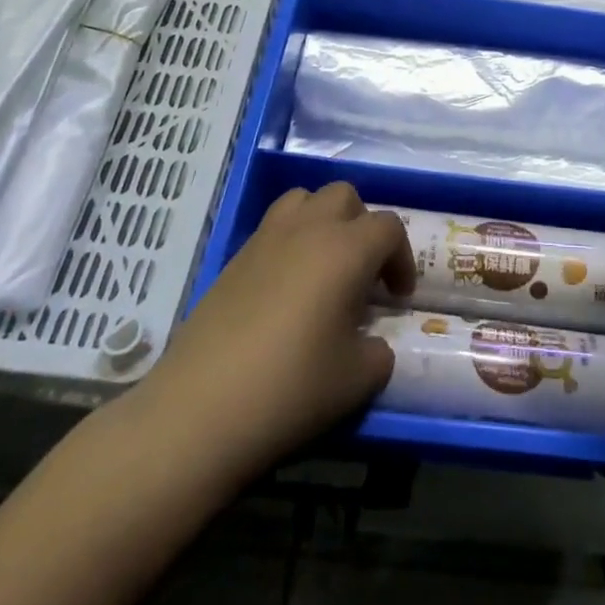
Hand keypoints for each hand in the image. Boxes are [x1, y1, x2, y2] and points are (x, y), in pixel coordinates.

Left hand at [109, 183, 413, 486]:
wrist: (201, 408)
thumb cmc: (290, 388)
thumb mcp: (357, 380)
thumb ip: (378, 352)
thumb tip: (372, 343)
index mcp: (346, 249)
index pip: (389, 227)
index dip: (402, 257)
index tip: (397, 297)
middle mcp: (309, 228)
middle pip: (346, 196)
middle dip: (363, 226)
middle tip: (363, 273)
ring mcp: (267, 237)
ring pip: (305, 198)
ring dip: (323, 220)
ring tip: (324, 264)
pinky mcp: (235, 255)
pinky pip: (274, 225)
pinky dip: (291, 238)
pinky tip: (286, 286)